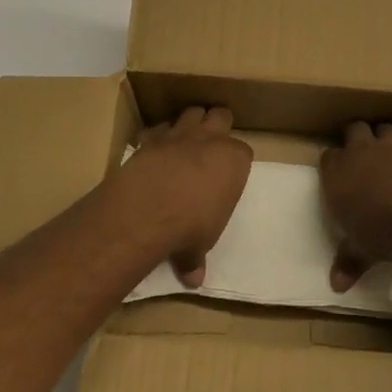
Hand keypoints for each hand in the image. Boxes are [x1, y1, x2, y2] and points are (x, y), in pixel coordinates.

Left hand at [113, 106, 251, 286]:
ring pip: (192, 112)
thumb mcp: (199, 246)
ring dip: (191, 122)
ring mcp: (180, 134)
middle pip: (221, 115)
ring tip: (186, 140)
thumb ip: (196, 257)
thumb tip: (193, 279)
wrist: (147, 210)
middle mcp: (211, 139)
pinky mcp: (151, 138)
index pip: (244, 152)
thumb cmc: (189, 226)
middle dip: (218, 124)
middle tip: (212, 143)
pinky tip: (155, 151)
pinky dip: (159, 136)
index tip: (228, 174)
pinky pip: (158, 128)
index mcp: (234, 160)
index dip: (235, 161)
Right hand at [320, 121, 391, 291]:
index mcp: (339, 174)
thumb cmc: (385, 229)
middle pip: (355, 130)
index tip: (336, 176)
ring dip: (388, 137)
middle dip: (357, 137)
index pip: (327, 158)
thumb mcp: (363, 251)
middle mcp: (363, 153)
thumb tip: (335, 285)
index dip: (332, 165)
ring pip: (387, 128)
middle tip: (362, 154)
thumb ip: (349, 262)